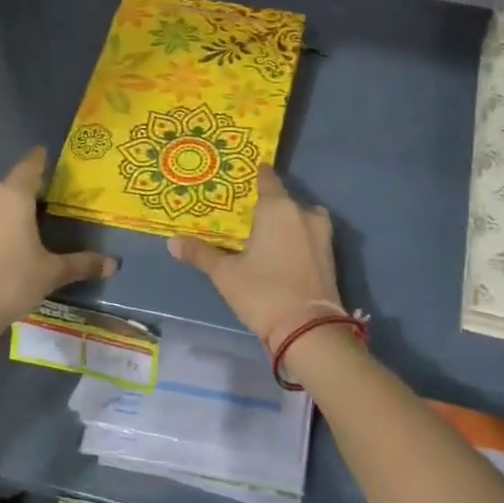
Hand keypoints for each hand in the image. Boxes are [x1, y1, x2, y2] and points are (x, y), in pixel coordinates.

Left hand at [0, 148, 116, 338]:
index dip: (40, 160)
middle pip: (11, 188)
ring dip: (8, 214)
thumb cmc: (10, 282)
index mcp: (13, 197)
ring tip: (27, 230)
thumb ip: (82, 264)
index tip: (46, 154)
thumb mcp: (51, 273)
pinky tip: (3, 249)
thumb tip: (114, 264)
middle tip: (48, 205)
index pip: (30, 167)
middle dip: (28, 194)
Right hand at [168, 167, 343, 347]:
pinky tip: (281, 253)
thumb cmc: (263, 292)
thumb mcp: (225, 274)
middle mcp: (304, 213)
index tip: (245, 173)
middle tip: (246, 215)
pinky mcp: (330, 255)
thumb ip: (201, 254)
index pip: (267, 179)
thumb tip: (172, 242)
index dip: (256, 174)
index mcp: (278, 208)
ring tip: (264, 235)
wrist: (310, 329)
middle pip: (283, 200)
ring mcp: (322, 234)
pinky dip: (296, 239)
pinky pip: (309, 237)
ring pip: (299, 218)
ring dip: (285, 223)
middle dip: (267, 206)